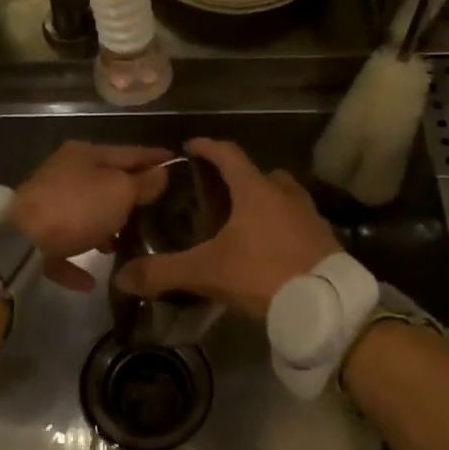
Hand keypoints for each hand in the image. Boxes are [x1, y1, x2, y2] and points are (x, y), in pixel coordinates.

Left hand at [10, 142, 173, 291]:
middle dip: (130, 196)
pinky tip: (92, 281)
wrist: (22, 242)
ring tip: (126, 245)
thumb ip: (143, 182)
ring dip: (104, 229)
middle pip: (105, 183)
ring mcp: (47, 205)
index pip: (129, 152)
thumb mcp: (120, 191)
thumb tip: (160, 173)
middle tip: (158, 209)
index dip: (155, 157)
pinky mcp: (35, 237)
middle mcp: (64, 174)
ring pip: (84, 215)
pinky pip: (64, 248)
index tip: (178, 162)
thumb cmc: (78, 208)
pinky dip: (77, 261)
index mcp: (85, 154)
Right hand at [111, 138, 338, 318]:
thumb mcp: (207, 272)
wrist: (326, 305)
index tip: (192, 145)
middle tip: (219, 193)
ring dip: (265, 201)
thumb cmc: (263, 274)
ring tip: (245, 221)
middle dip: (240, 178)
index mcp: (256, 191)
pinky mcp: (324, 240)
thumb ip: (164, 271)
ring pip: (284, 196)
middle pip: (261, 174)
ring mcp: (309, 216)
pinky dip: (283, 226)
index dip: (208, 147)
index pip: (228, 155)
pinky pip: (298, 222)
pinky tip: (271, 248)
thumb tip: (122, 277)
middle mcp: (285, 194)